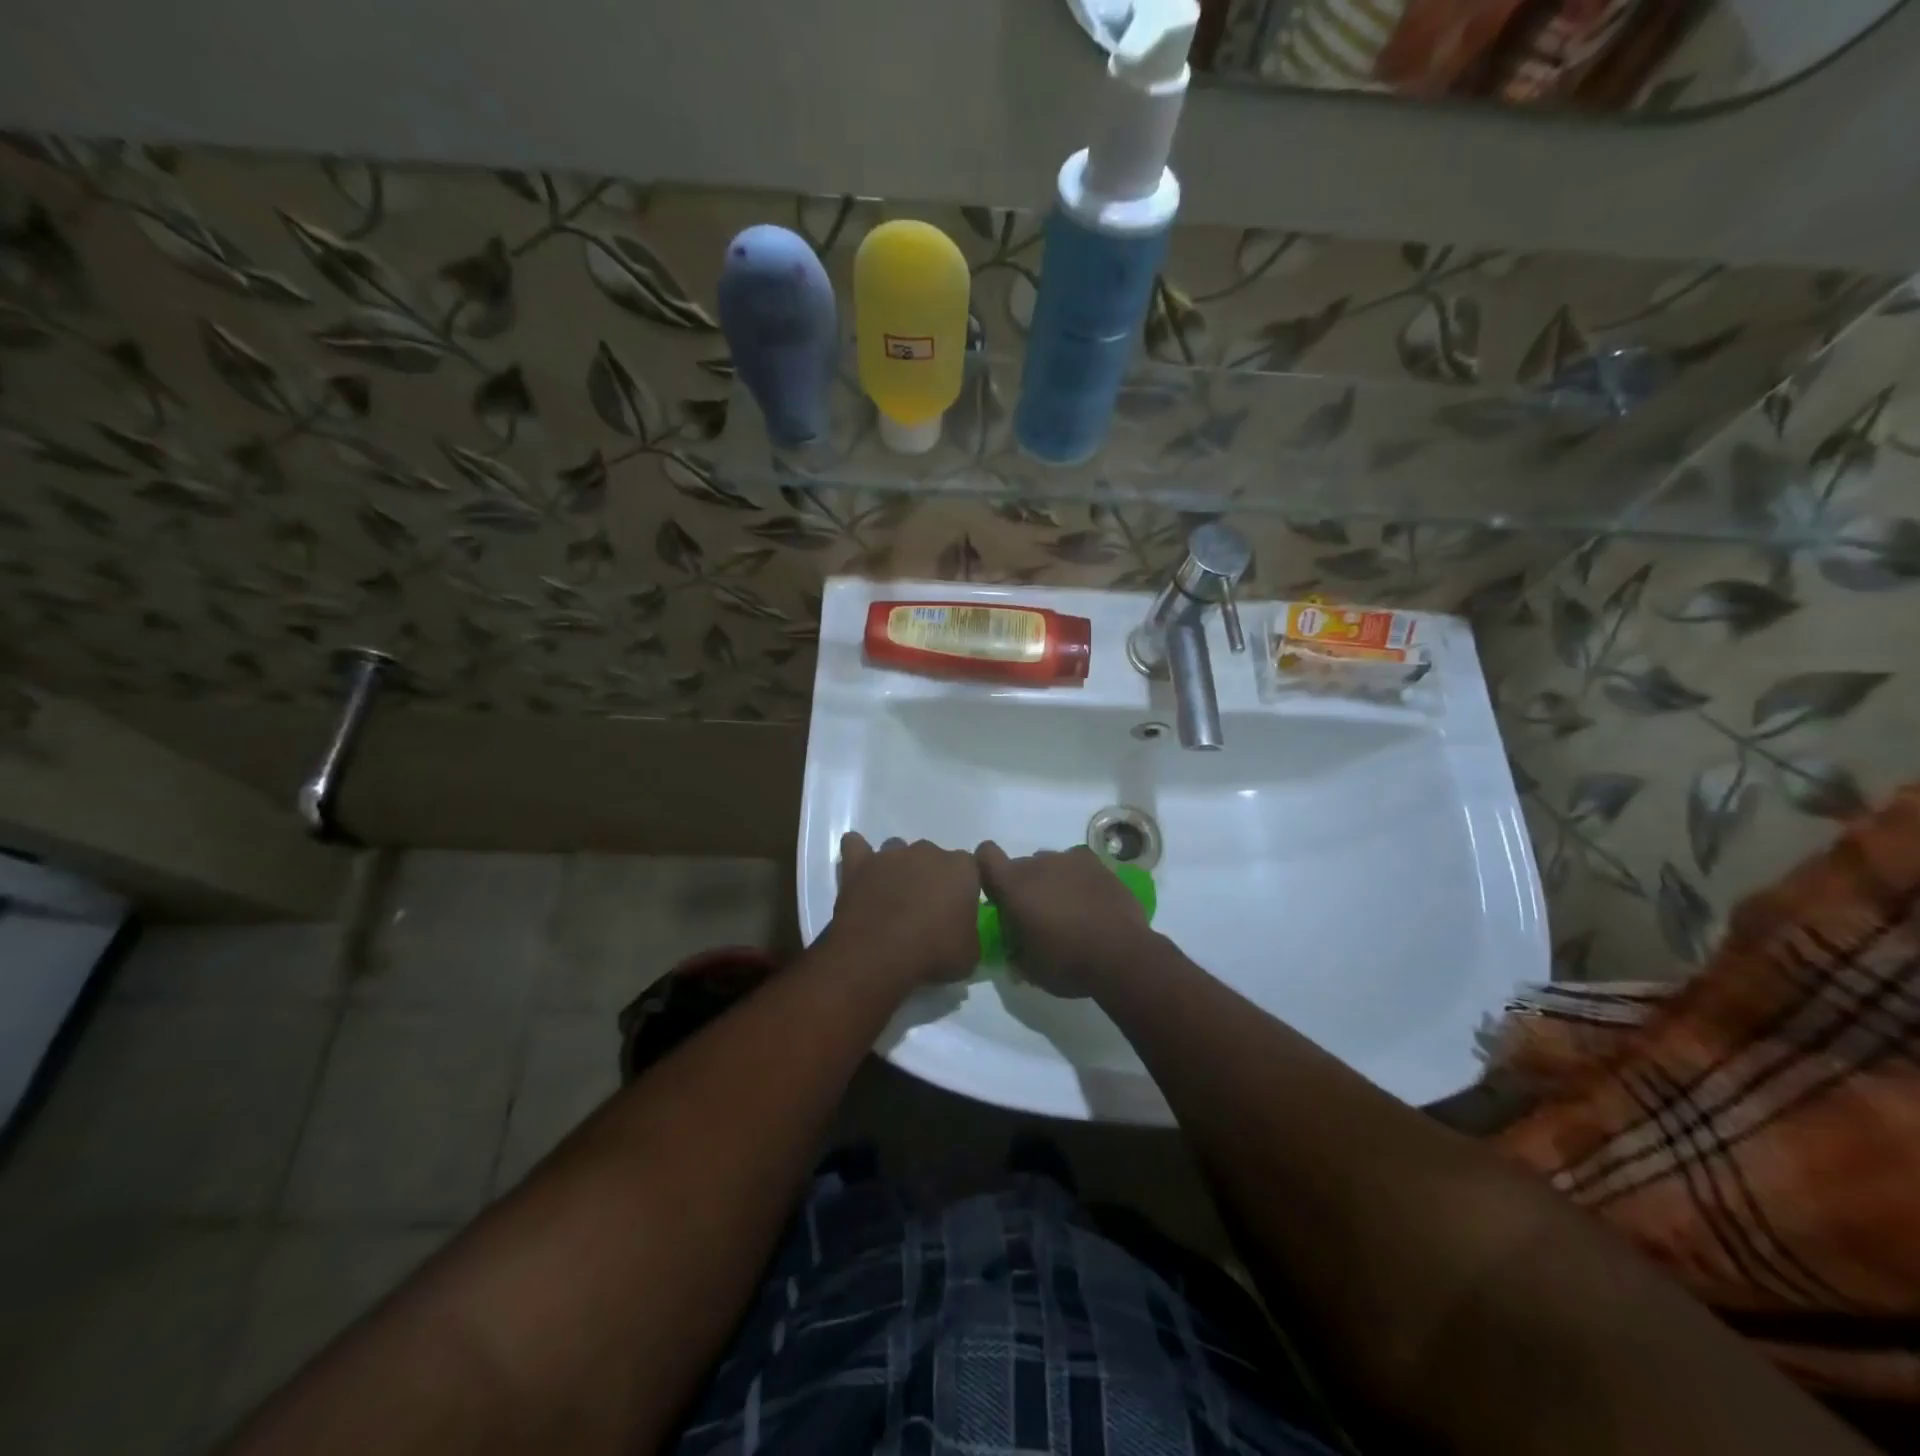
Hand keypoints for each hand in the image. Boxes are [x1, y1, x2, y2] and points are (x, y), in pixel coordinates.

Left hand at [829, 833, 980, 986]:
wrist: (878, 956)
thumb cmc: (932, 954)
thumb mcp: (969, 954)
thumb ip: (969, 933)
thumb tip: (960, 932)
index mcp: (961, 869)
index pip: (969, 869)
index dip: (962, 890)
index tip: (956, 912)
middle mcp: (928, 852)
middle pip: (932, 858)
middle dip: (930, 878)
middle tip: (924, 910)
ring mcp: (891, 855)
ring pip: (897, 850)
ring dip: (897, 868)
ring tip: (892, 897)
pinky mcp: (859, 864)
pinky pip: (856, 846)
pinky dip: (858, 854)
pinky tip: (860, 871)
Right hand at [975, 842, 1152, 997]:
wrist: (1121, 955)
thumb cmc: (1066, 962)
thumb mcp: (1029, 969)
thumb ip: (1015, 953)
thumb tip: (1014, 951)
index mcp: (1013, 885)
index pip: (985, 855)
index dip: (987, 868)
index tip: (997, 892)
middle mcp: (1038, 863)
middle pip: (1021, 865)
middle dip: (1024, 886)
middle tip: (1037, 915)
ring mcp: (1070, 860)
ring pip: (1050, 863)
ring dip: (1052, 881)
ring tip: (1068, 909)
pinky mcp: (1098, 864)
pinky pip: (1078, 864)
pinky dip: (1078, 878)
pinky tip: (1089, 898)